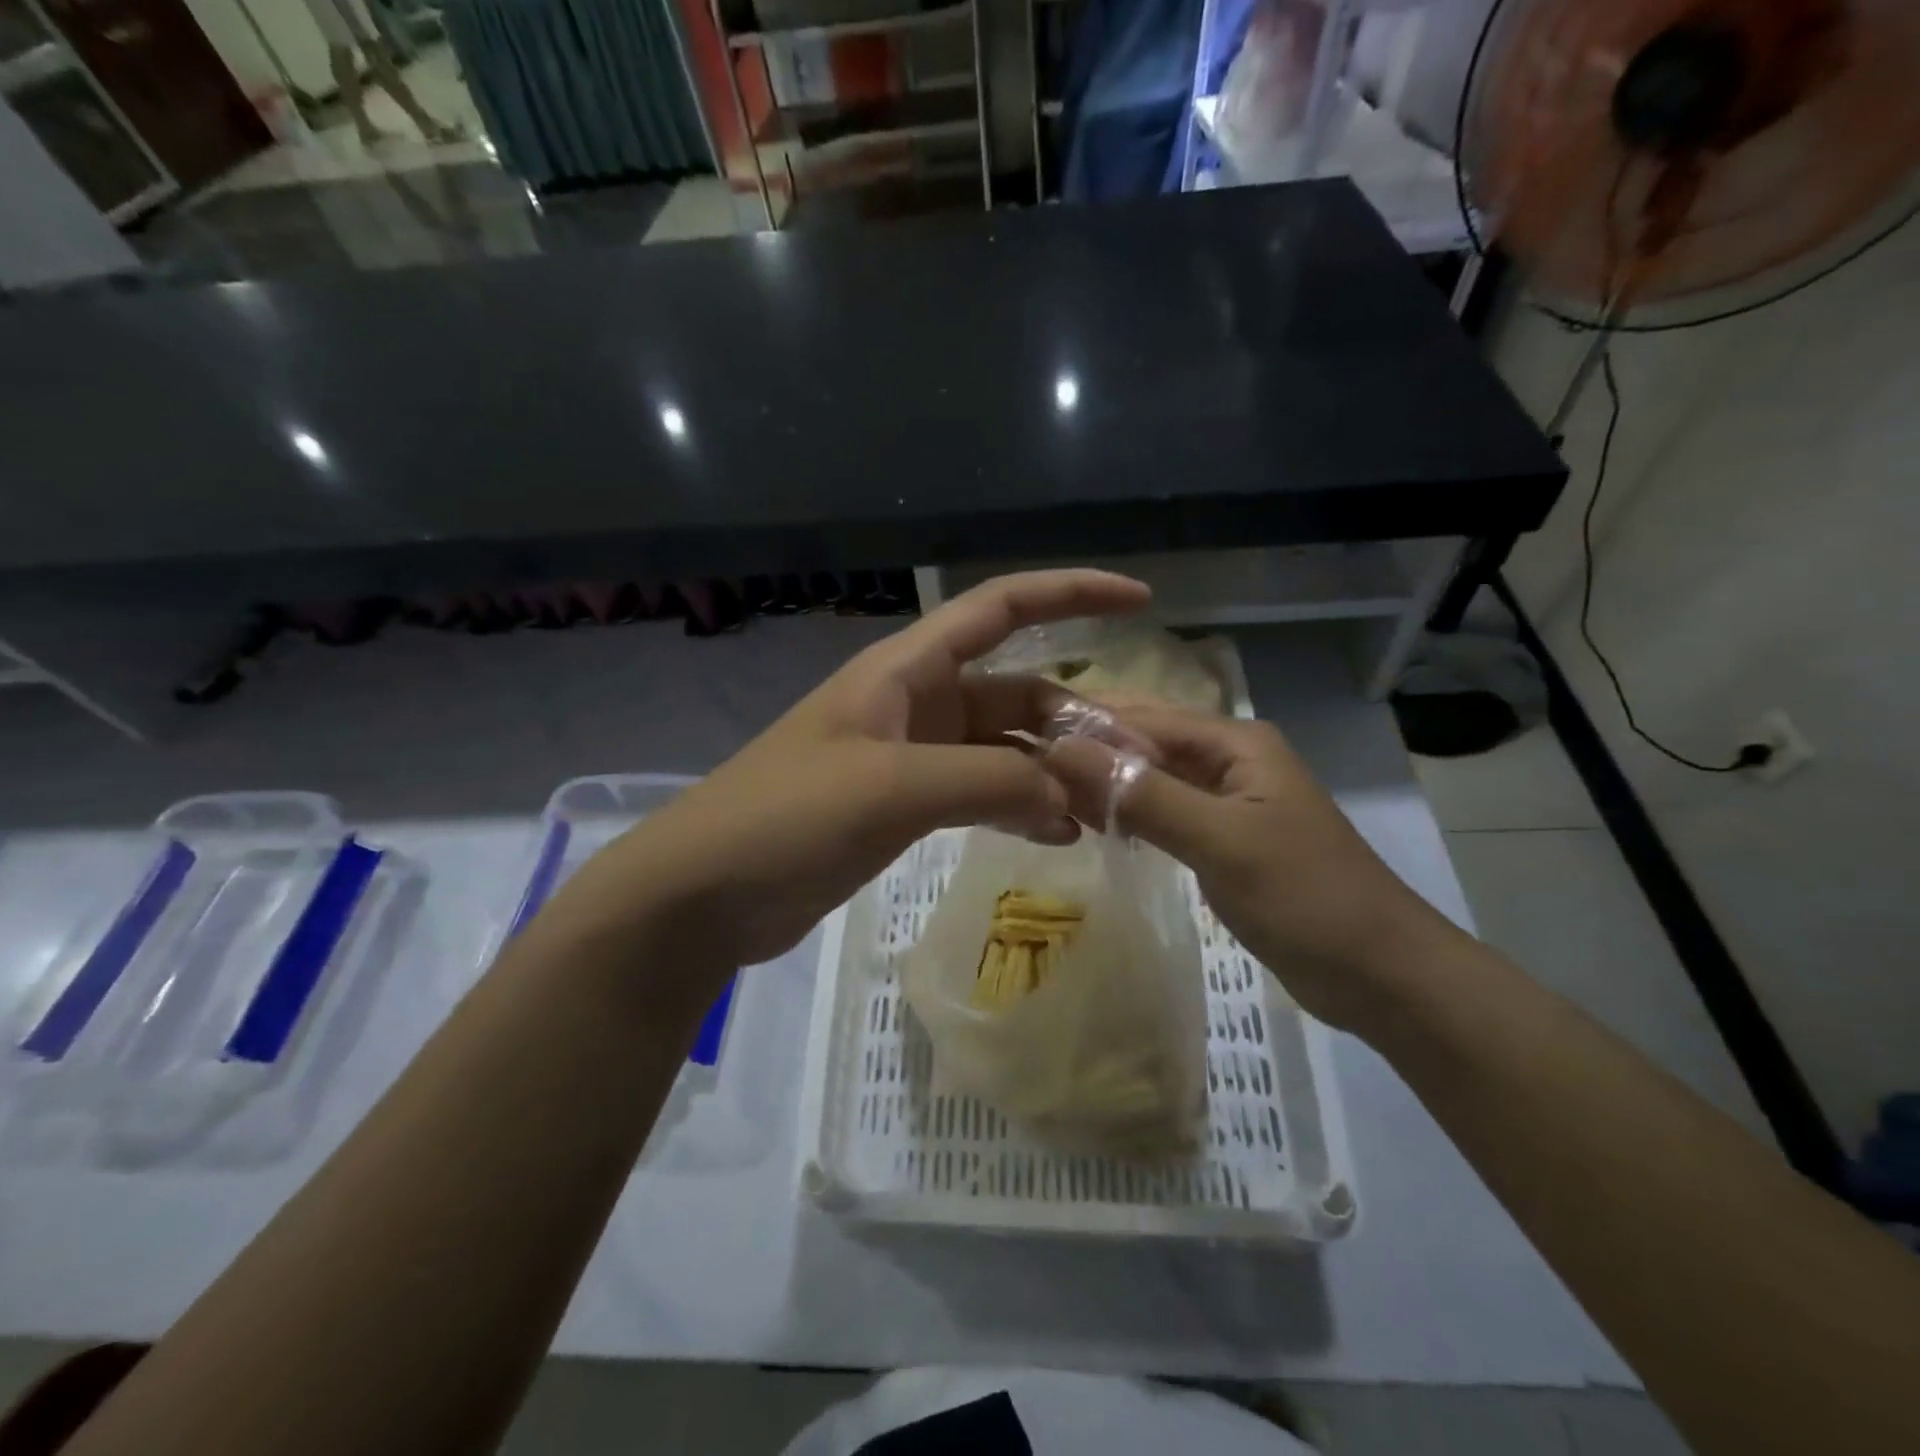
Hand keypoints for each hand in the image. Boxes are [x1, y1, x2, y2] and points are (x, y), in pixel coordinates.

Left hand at [543, 570, 1150, 974]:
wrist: (704, 893)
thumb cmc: (785, 817)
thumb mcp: (891, 788)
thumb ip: (988, 783)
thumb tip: (1073, 795)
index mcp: (906, 670)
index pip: (1000, 608)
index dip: (1071, 592)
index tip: (1138, 599)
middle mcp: (914, 703)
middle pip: (1013, 692)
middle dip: (1072, 718)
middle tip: (1133, 762)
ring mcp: (910, 757)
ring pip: (1001, 750)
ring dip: (1050, 772)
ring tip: (1105, 809)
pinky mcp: (903, 807)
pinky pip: (979, 794)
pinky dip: (1017, 807)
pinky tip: (1056, 835)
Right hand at [1046, 702, 1459, 1031]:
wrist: (1381, 974)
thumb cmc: (1305, 897)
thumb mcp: (1220, 841)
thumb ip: (1142, 794)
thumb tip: (1062, 749)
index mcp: (1234, 742)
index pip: (1142, 718)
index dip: (1083, 727)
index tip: (1021, 744)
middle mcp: (1228, 760)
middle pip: (1144, 742)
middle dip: (1089, 752)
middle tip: (1023, 770)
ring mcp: (1226, 801)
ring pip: (1150, 779)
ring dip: (1104, 784)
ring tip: (1042, 796)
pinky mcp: (1222, 839)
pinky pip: (1162, 813)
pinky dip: (1127, 815)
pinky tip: (1088, 824)